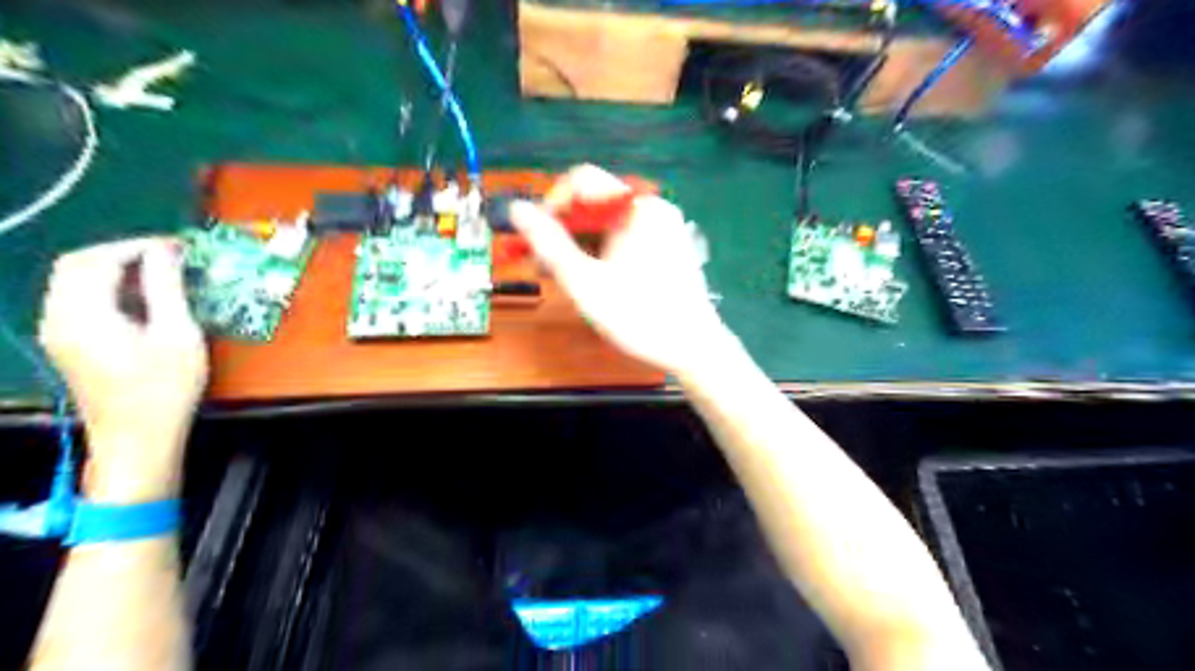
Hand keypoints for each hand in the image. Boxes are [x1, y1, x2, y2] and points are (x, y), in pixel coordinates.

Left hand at [37, 238, 206, 501]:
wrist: (138, 436)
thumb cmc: (165, 387)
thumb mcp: (177, 334)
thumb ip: (166, 288)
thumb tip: (165, 251)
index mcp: (83, 313)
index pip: (97, 260)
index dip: (137, 246)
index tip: (178, 247)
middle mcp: (58, 316)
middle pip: (77, 265)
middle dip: (123, 253)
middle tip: (169, 257)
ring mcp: (58, 331)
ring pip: (75, 281)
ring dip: (116, 269)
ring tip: (162, 274)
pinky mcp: (68, 342)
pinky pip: (80, 299)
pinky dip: (109, 288)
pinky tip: (144, 299)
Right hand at [507, 162, 733, 375]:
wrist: (693, 348)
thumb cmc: (639, 316)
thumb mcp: (585, 282)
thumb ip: (549, 244)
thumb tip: (517, 209)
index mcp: (635, 207)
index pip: (581, 180)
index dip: (551, 205)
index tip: (536, 240)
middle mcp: (652, 207)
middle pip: (595, 203)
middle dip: (565, 231)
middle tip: (547, 268)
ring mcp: (664, 226)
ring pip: (608, 223)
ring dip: (582, 245)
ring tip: (569, 279)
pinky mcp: (668, 245)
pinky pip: (626, 237)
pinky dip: (604, 252)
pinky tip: (596, 279)